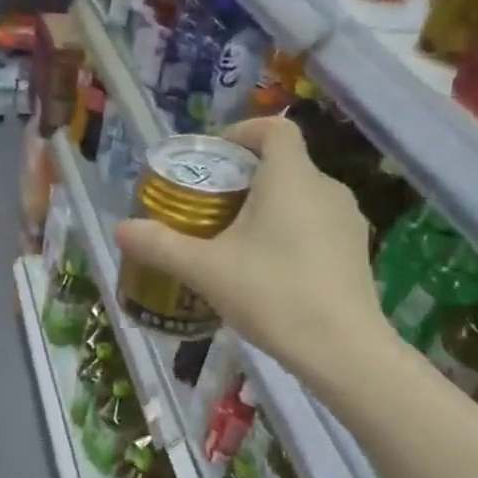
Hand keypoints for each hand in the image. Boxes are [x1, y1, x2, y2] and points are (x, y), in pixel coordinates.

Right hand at [115, 116, 389, 380]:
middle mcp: (327, 188)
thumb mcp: (205, 269)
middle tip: (210, 209)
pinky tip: (269, 272)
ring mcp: (348, 220)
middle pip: (284, 165)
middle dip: (245, 180)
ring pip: (301, 198)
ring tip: (235, 242)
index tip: (214, 157)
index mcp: (291, 177)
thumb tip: (120, 229)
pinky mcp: (356, 252)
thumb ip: (160, 245)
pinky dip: (290, 234)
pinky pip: (317, 227)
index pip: (274, 128)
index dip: (242, 132)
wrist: (341, 349)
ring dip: (268, 209)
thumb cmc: (271, 293)